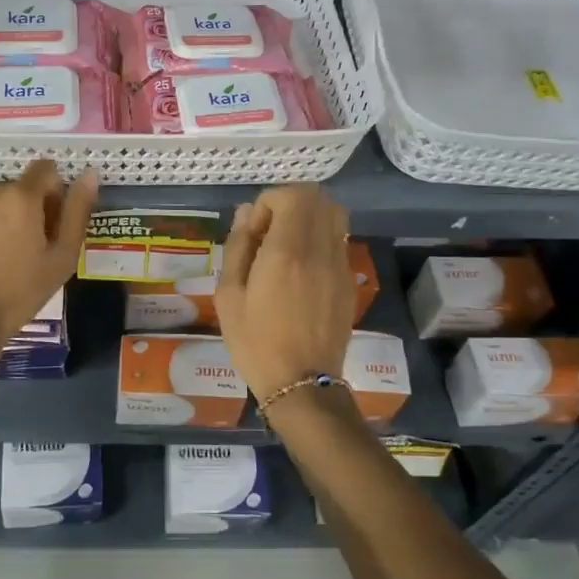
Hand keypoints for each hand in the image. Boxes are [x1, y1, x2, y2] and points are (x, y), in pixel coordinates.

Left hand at [0, 160, 97, 349]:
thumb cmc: (21, 291)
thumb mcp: (62, 256)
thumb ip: (77, 210)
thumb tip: (90, 173)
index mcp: (19, 195)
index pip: (46, 169)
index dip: (53, 193)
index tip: (50, 223)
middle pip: (17, 187)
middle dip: (25, 208)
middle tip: (26, 247)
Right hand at [215, 185, 352, 397]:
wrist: (301, 384)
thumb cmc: (255, 342)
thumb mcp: (229, 295)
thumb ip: (238, 247)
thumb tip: (247, 213)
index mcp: (287, 251)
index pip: (292, 195)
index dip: (268, 202)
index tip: (254, 231)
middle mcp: (320, 250)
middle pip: (318, 198)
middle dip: (289, 204)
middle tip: (269, 233)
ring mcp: (340, 266)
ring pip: (335, 216)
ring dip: (309, 218)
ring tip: (286, 246)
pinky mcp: (349, 282)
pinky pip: (339, 242)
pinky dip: (320, 239)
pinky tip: (301, 271)